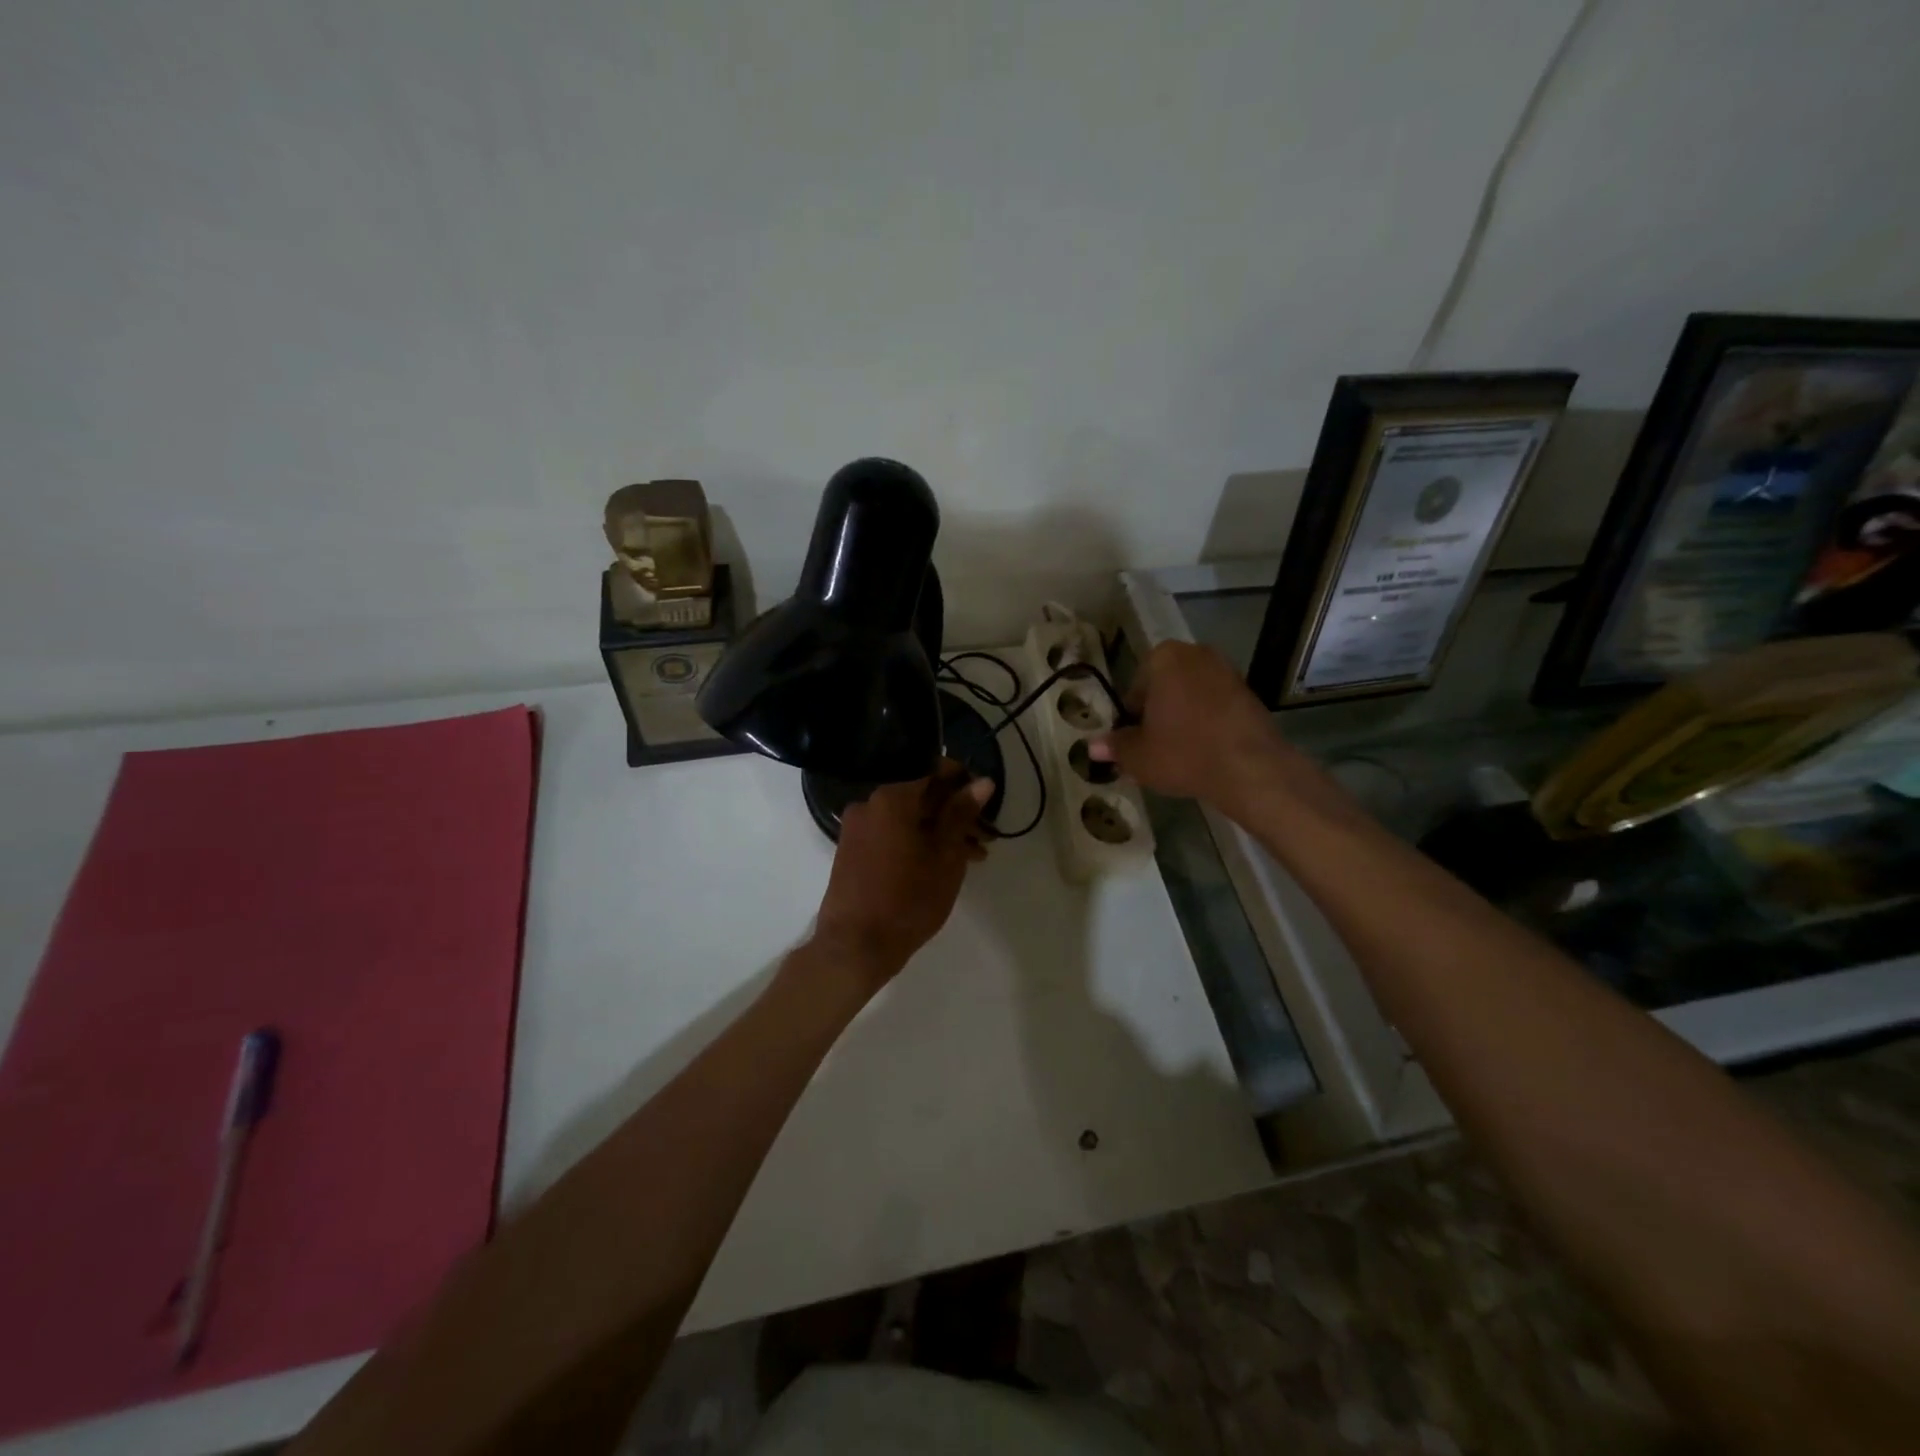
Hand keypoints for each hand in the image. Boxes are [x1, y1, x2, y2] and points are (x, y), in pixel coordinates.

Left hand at [811, 762, 992, 982]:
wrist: (855, 946)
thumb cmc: (908, 899)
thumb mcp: (945, 856)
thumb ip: (961, 814)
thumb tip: (982, 782)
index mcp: (891, 798)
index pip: (933, 770)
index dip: (964, 782)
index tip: (985, 802)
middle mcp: (869, 804)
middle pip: (921, 795)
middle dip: (955, 812)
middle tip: (986, 835)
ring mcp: (858, 828)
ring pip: (908, 818)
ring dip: (940, 830)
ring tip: (973, 857)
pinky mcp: (853, 850)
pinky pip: (892, 834)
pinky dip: (918, 841)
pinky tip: (943, 863)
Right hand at [1089, 642, 1287, 806]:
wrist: (1250, 769)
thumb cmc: (1183, 753)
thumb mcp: (1138, 756)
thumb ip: (1115, 746)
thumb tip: (1093, 746)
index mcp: (1164, 658)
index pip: (1135, 687)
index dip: (1131, 716)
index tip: (1134, 740)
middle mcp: (1196, 654)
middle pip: (1165, 686)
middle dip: (1158, 712)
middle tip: (1154, 746)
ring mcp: (1228, 671)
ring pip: (1191, 695)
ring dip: (1183, 717)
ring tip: (1180, 752)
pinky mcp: (1250, 692)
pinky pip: (1216, 705)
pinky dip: (1208, 722)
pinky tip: (1205, 750)